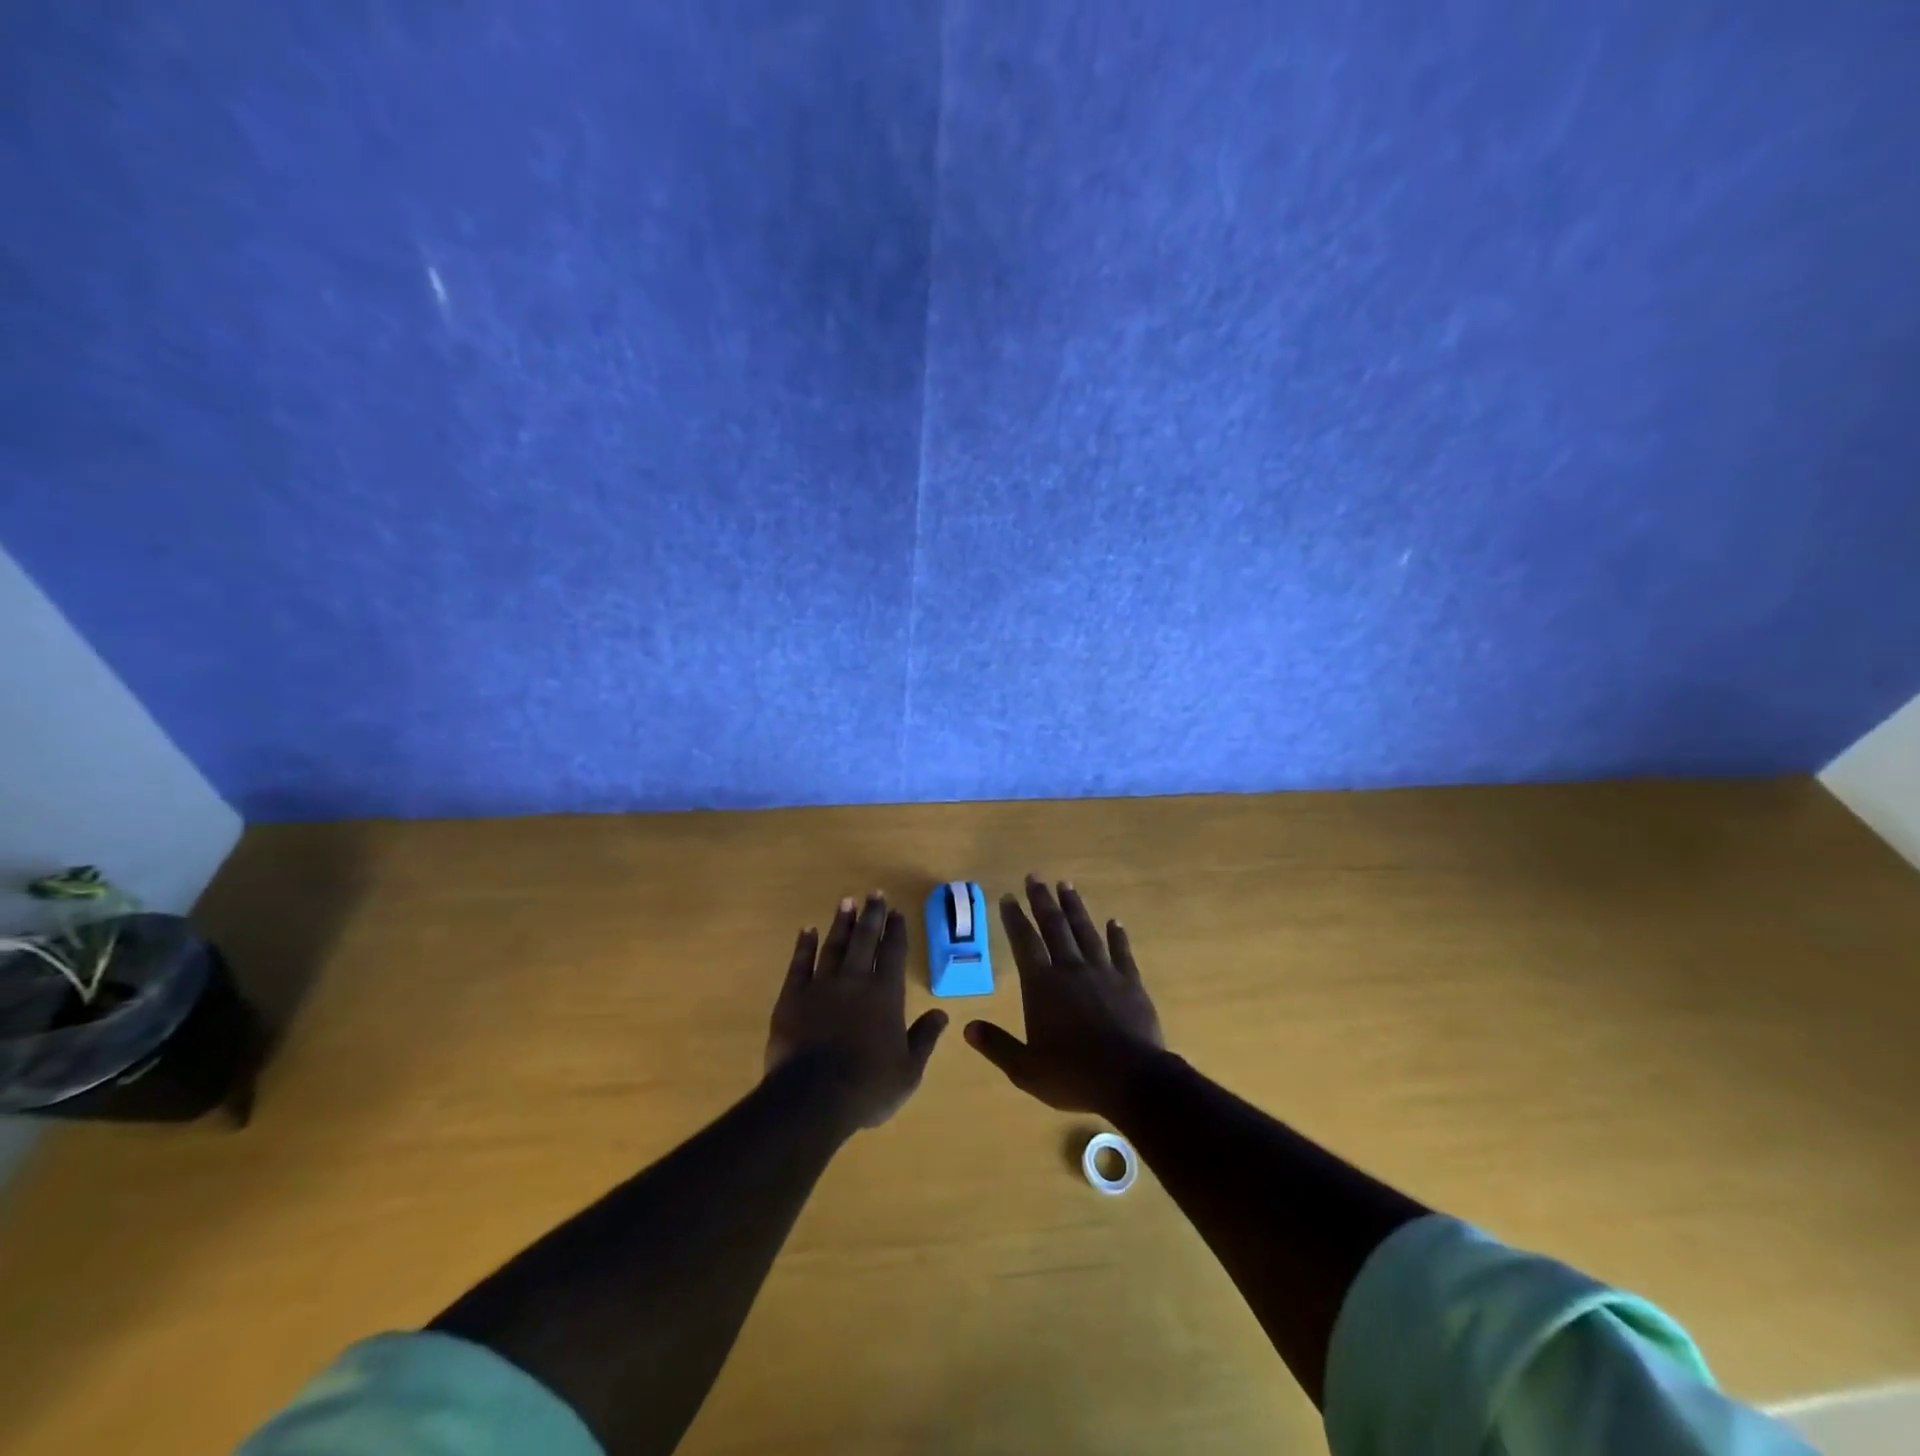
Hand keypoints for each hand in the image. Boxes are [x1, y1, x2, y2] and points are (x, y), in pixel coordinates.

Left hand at [767, 893, 947, 1130]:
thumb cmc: (867, 1087)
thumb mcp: (908, 1070)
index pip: (893, 953)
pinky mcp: (792, 997)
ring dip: (841, 922)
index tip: (897, 912)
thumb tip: (942, 1014)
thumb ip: (924, 1038)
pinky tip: (807, 930)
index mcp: (885, 995)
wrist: (813, 1098)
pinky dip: (804, 945)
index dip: (896, 931)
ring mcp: (821, 986)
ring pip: (834, 945)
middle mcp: (855, 981)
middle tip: (874, 894)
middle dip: (871, 915)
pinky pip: (799, 964)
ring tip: (846, 901)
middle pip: (865, 940)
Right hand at [965, 876, 1165, 1114]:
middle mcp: (1071, 969)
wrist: (1131, 1079)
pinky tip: (1115, 921)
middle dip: (1042, 900)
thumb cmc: (1073, 1074)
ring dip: (1074, 908)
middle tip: (1034, 877)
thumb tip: (968, 1028)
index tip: (1008, 897)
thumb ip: (997, 1045)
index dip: (1015, 919)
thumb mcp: (1026, 1069)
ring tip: (1066, 885)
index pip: (1024, 942)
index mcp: (1043, 985)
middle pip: (1054, 926)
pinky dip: (1117, 935)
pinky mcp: (1130, 982)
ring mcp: (1103, 972)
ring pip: (1085, 931)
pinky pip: (1122, 952)